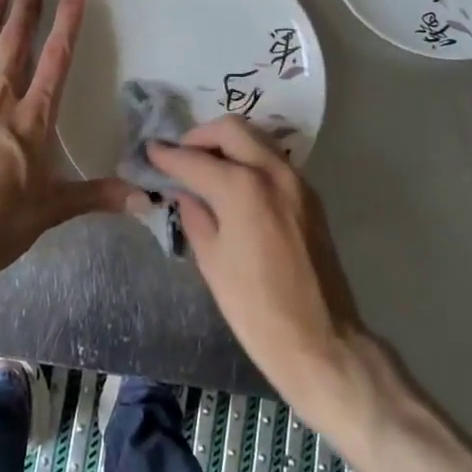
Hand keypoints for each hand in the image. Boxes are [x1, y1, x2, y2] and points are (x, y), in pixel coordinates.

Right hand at [149, 117, 369, 430]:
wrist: (321, 341)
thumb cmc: (256, 309)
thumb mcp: (212, 263)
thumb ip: (195, 216)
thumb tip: (184, 192)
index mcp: (242, 187)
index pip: (195, 160)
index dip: (168, 155)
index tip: (150, 151)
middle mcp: (271, 171)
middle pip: (231, 129)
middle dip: (200, 136)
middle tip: (181, 155)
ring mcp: (296, 180)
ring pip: (256, 138)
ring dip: (228, 143)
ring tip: (206, 166)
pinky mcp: (310, 196)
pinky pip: (272, 160)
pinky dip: (249, 159)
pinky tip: (235, 182)